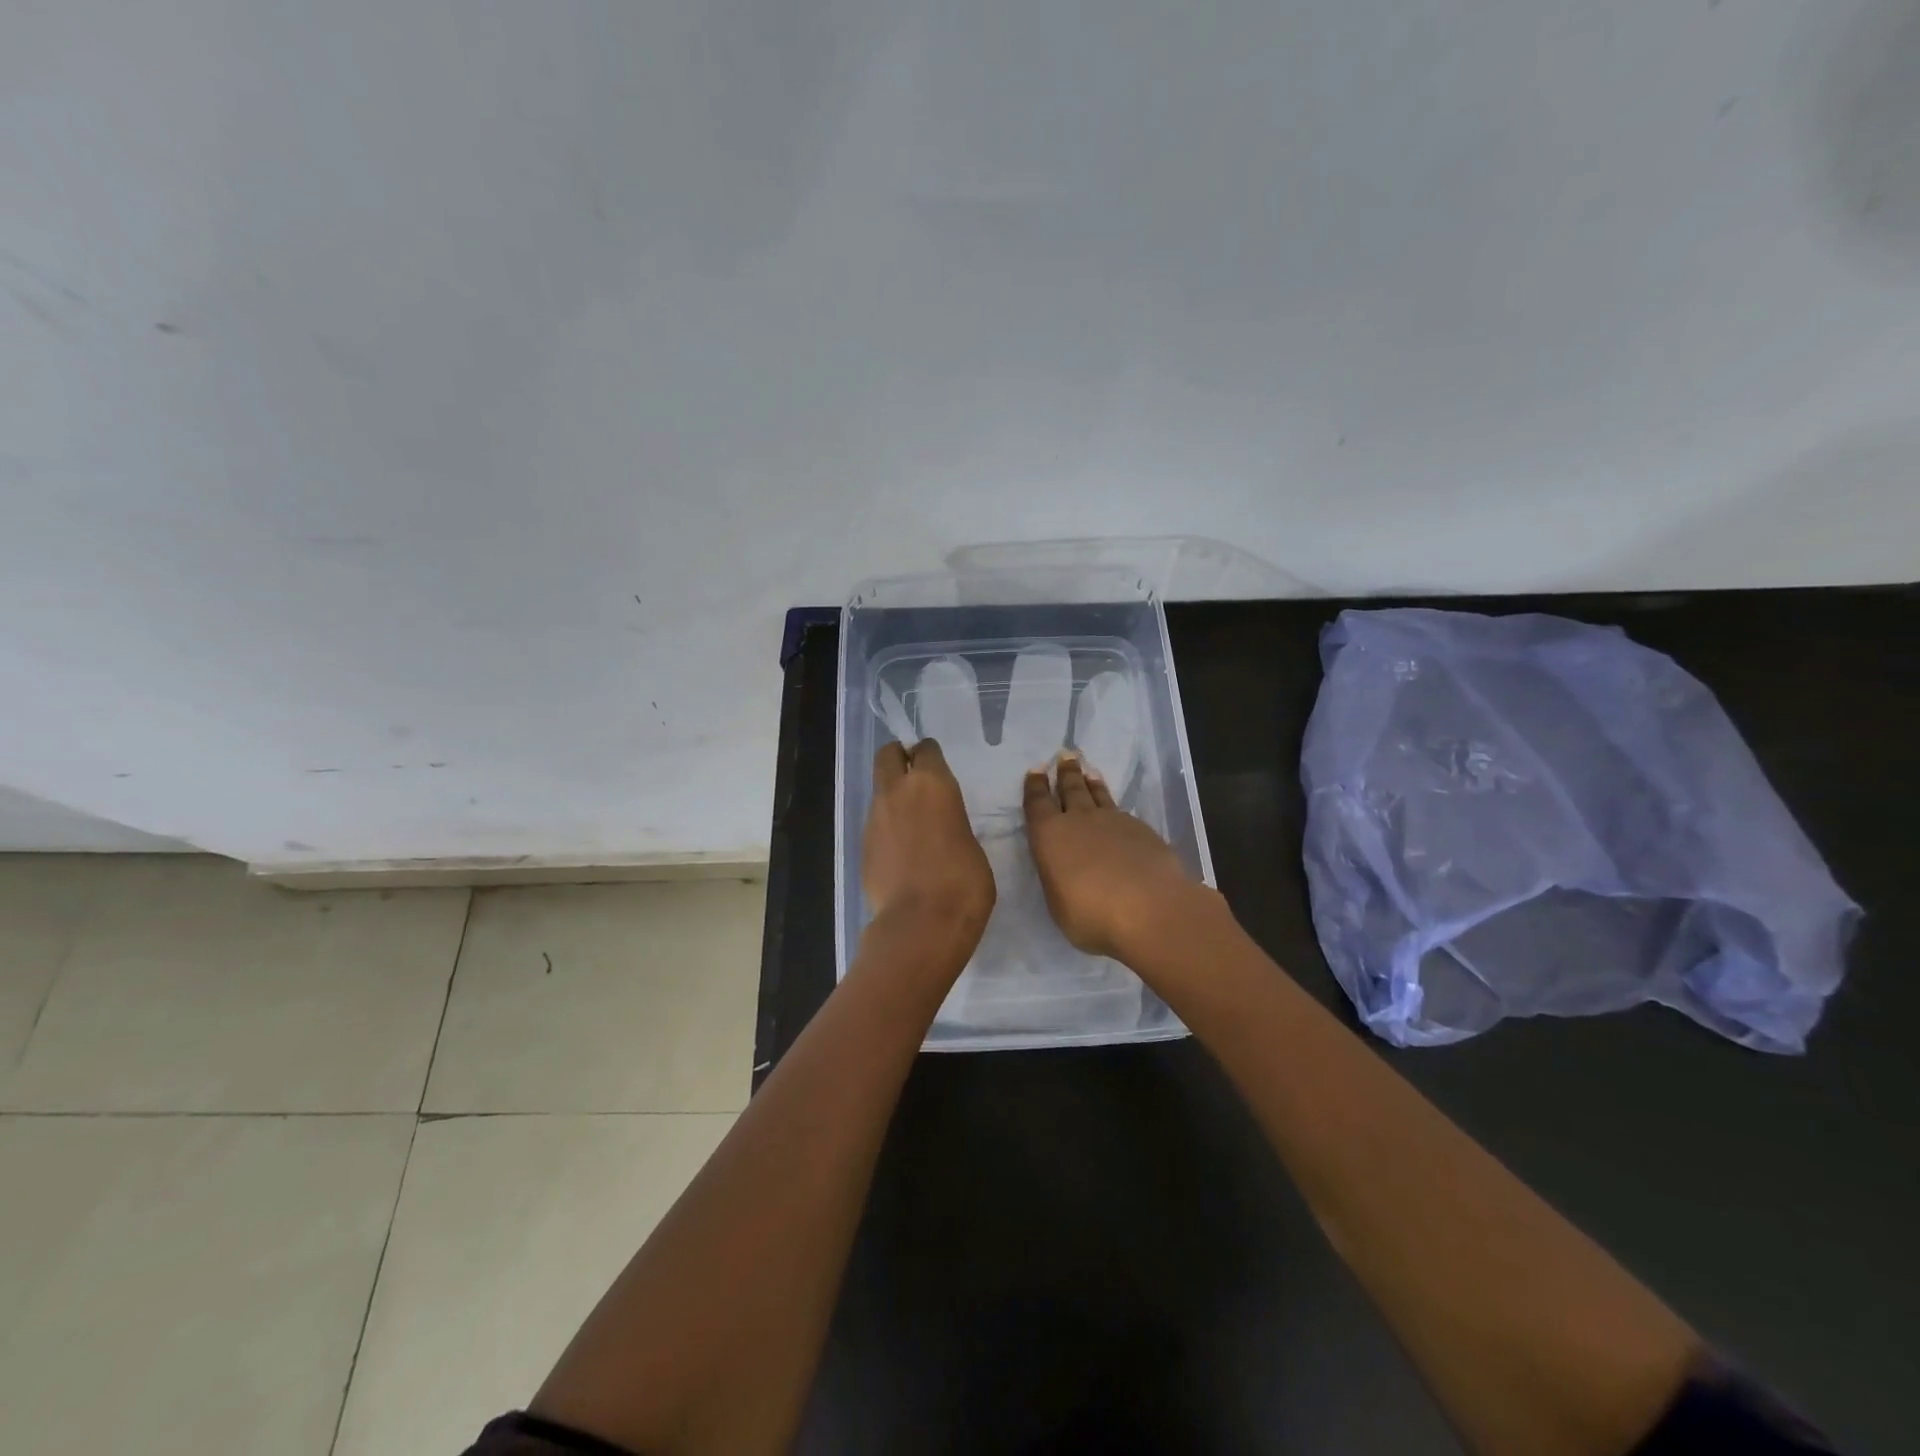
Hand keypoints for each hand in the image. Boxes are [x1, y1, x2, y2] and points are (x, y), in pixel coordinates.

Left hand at [863, 739, 994, 954]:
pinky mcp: (862, 845)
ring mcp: (874, 817)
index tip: (937, 768)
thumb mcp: (972, 843)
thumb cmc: (963, 882)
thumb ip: (953, 822)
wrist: (921, 923)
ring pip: (879, 789)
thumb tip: (942, 826)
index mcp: (932, 783)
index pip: (925, 749)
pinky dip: (887, 826)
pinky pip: (875, 822)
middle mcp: (898, 791)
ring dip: (893, 795)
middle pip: (888, 754)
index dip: (930, 755)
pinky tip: (902, 851)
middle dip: (900, 758)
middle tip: (915, 776)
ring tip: (912, 821)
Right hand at [1023, 752, 1203, 962]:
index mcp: (1049, 836)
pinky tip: (1117, 812)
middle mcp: (1079, 820)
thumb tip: (1066, 871)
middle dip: (1066, 773)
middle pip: (1070, 789)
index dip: (1035, 786)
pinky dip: (1114, 806)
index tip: (1036, 770)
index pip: (1037, 803)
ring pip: (1098, 795)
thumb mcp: (1059, 904)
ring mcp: (1113, 821)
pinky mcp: (1142, 830)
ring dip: (1091, 782)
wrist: (1149, 908)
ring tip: (1088, 770)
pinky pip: (1122, 811)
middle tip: (1066, 756)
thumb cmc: (1091, 914)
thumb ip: (1059, 881)